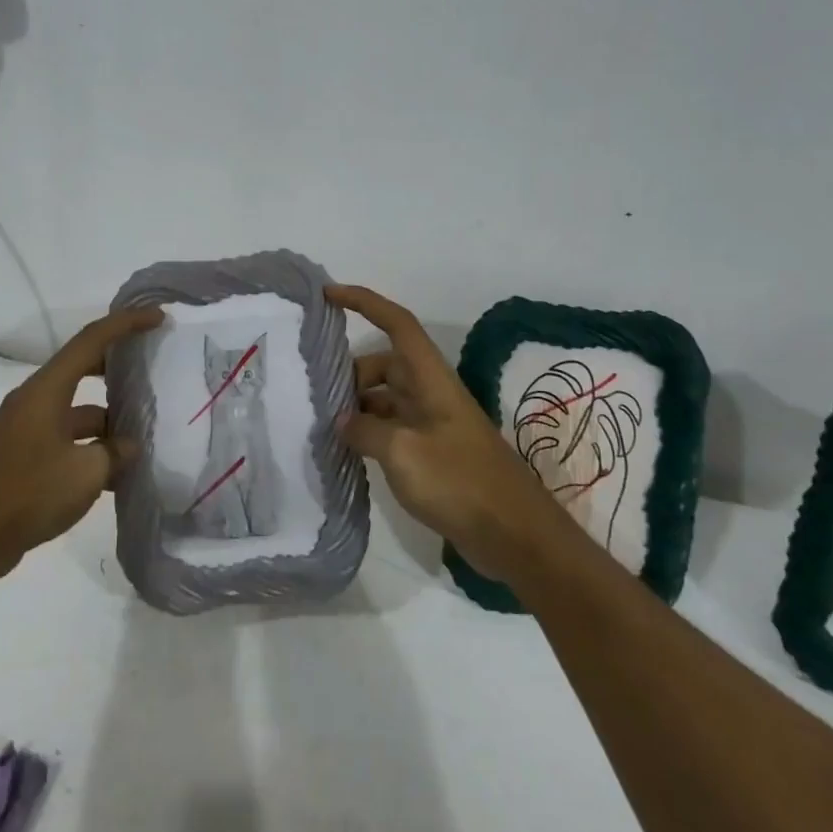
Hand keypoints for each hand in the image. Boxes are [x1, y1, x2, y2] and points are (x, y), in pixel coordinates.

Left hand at [0, 306, 164, 580]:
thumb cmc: (28, 493)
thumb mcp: (86, 473)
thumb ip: (115, 453)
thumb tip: (128, 446)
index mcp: (47, 390)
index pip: (91, 340)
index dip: (126, 323)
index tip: (157, 318)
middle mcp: (35, 400)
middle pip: (82, 367)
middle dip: (118, 365)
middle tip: (151, 366)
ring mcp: (27, 428)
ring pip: (77, 410)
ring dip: (108, 419)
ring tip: (143, 434)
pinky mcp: (23, 455)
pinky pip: (66, 437)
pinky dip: (91, 447)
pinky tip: (116, 473)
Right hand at [328, 283, 560, 584]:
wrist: (515, 536)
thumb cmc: (460, 482)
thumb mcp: (403, 453)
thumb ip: (365, 431)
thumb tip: (342, 422)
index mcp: (430, 378)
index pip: (397, 323)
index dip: (364, 302)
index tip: (328, 295)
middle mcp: (430, 393)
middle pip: (384, 364)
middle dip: (350, 373)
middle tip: (316, 398)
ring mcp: (432, 424)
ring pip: (385, 398)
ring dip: (357, 407)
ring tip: (324, 428)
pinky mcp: (432, 453)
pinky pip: (392, 428)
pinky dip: (369, 432)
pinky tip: (347, 453)